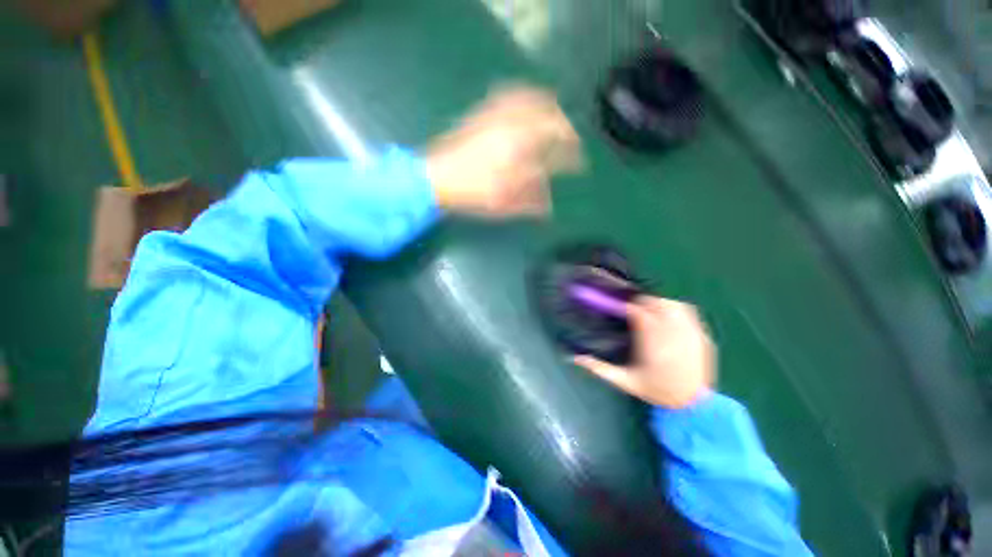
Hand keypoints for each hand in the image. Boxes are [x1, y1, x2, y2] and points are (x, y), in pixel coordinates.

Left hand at [427, 86, 581, 217]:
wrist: (434, 178)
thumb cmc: (470, 194)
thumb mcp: (503, 204)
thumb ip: (530, 202)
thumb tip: (550, 206)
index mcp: (520, 154)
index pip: (555, 151)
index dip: (571, 157)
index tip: (580, 164)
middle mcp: (512, 128)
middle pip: (549, 118)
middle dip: (566, 128)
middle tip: (571, 140)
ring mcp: (496, 117)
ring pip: (532, 101)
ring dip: (549, 108)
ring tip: (557, 117)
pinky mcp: (482, 114)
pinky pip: (509, 95)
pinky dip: (525, 96)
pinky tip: (527, 100)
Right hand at [573, 296, 715, 408]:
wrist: (693, 406)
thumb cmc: (656, 392)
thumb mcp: (625, 382)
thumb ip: (600, 368)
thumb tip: (575, 358)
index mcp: (654, 348)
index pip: (640, 315)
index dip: (626, 307)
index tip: (617, 306)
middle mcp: (674, 338)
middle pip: (657, 305)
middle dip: (641, 302)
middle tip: (629, 307)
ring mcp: (692, 335)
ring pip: (673, 305)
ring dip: (657, 302)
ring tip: (646, 308)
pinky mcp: (702, 336)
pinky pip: (689, 312)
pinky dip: (675, 307)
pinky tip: (666, 313)